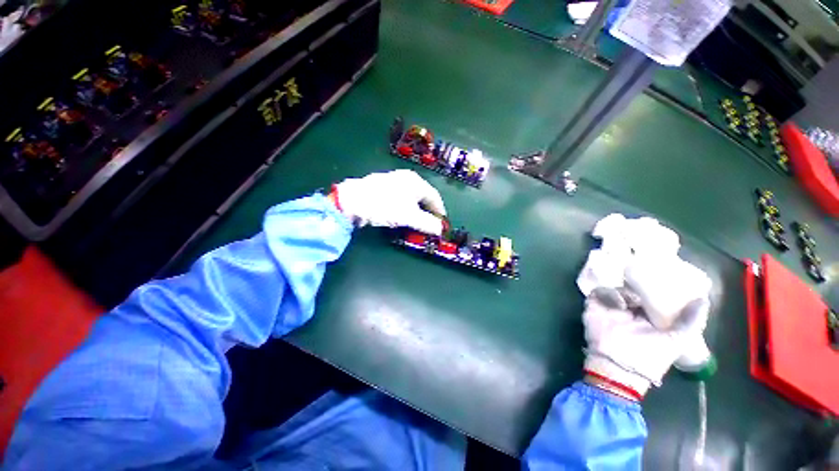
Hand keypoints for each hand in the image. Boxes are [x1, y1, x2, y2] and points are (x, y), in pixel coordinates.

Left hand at [333, 169, 446, 234]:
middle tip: (430, 224)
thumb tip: (440, 230)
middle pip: (423, 196)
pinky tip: (399, 214)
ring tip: (416, 221)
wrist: (352, 201)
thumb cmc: (385, 206)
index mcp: (416, 182)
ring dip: (416, 210)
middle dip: (428, 211)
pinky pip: (400, 197)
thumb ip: (427, 224)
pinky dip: (405, 207)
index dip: (440, 211)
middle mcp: (406, 177)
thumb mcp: (409, 217)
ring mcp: (393, 180)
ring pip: (411, 197)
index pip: (435, 197)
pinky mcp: (382, 186)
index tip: (442, 223)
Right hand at [582, 286, 709, 398]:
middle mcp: (628, 312)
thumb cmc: (650, 357)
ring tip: (633, 300)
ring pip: (615, 289)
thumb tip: (703, 299)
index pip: (649, 298)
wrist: (619, 367)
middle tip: (644, 282)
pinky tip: (619, 303)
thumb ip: (689, 322)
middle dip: (637, 285)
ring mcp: (609, 309)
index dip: (655, 289)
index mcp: (647, 318)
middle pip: (631, 290)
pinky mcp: (594, 307)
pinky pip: (598, 292)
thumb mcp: (676, 340)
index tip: (661, 280)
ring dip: (624, 291)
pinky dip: (608, 293)